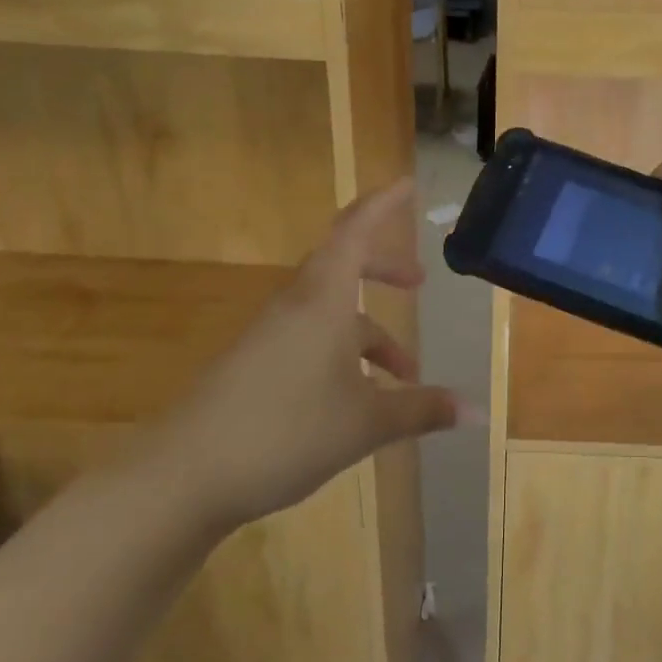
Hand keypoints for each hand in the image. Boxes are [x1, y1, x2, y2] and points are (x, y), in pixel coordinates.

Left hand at [150, 179, 457, 532]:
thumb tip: (478, 412)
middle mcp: (296, 306)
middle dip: (385, 271)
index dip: (383, 205)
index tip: (407, 185)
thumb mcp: (366, 422)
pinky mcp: (255, 365)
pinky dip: (343, 355)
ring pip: (331, 314)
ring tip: (404, 377)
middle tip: (419, 282)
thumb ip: (422, 410)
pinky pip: (310, 340)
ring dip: (370, 334)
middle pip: (344, 266)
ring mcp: (271, 335)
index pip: (356, 231)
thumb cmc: (286, 431)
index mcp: (323, 300)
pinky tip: (358, 400)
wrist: (183, 476)